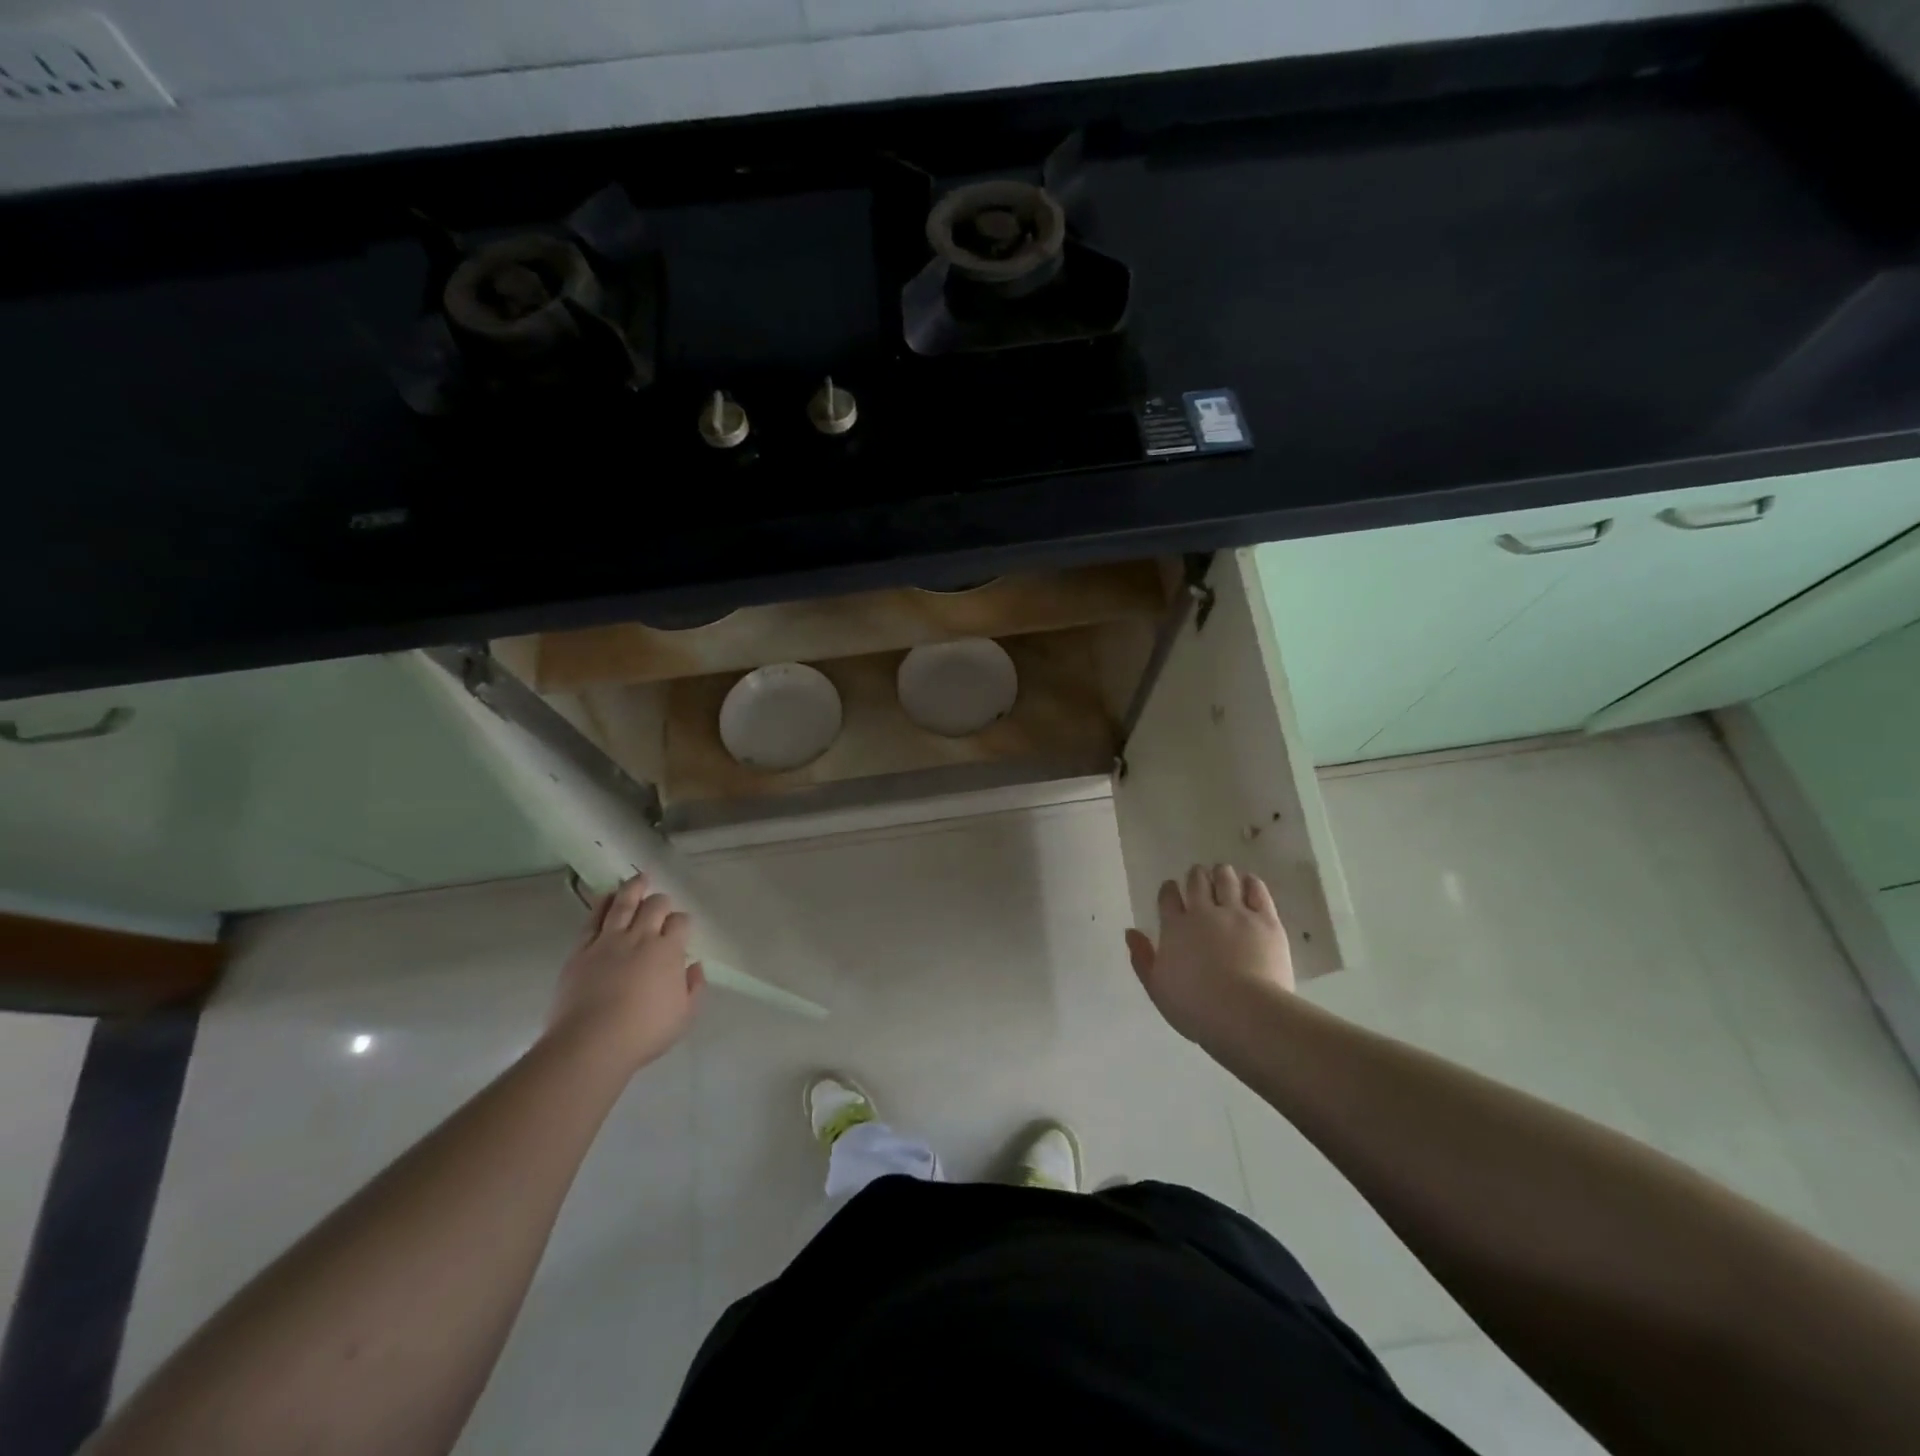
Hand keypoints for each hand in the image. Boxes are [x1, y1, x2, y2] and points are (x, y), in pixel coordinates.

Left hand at [547, 873, 704, 1073]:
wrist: (591, 1043)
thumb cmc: (643, 1033)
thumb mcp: (684, 1016)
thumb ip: (694, 988)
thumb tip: (694, 966)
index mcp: (669, 951)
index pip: (680, 922)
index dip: (682, 921)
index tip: (681, 928)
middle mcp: (641, 937)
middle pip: (655, 906)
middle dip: (661, 901)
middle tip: (662, 903)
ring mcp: (609, 941)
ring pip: (624, 903)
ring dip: (634, 887)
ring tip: (639, 877)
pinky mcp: (582, 950)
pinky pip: (593, 919)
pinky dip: (601, 904)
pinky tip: (606, 896)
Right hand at [1125, 863, 1293, 1044]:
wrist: (1245, 1013)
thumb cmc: (1195, 1007)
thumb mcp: (1157, 988)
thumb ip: (1142, 958)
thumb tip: (1130, 932)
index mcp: (1175, 927)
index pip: (1168, 897)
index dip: (1169, 890)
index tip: (1171, 889)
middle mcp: (1204, 912)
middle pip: (1197, 881)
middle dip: (1195, 876)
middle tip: (1198, 878)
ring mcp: (1237, 913)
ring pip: (1226, 879)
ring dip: (1221, 874)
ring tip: (1222, 874)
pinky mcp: (1266, 920)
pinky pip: (1257, 890)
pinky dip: (1250, 883)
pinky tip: (1248, 883)